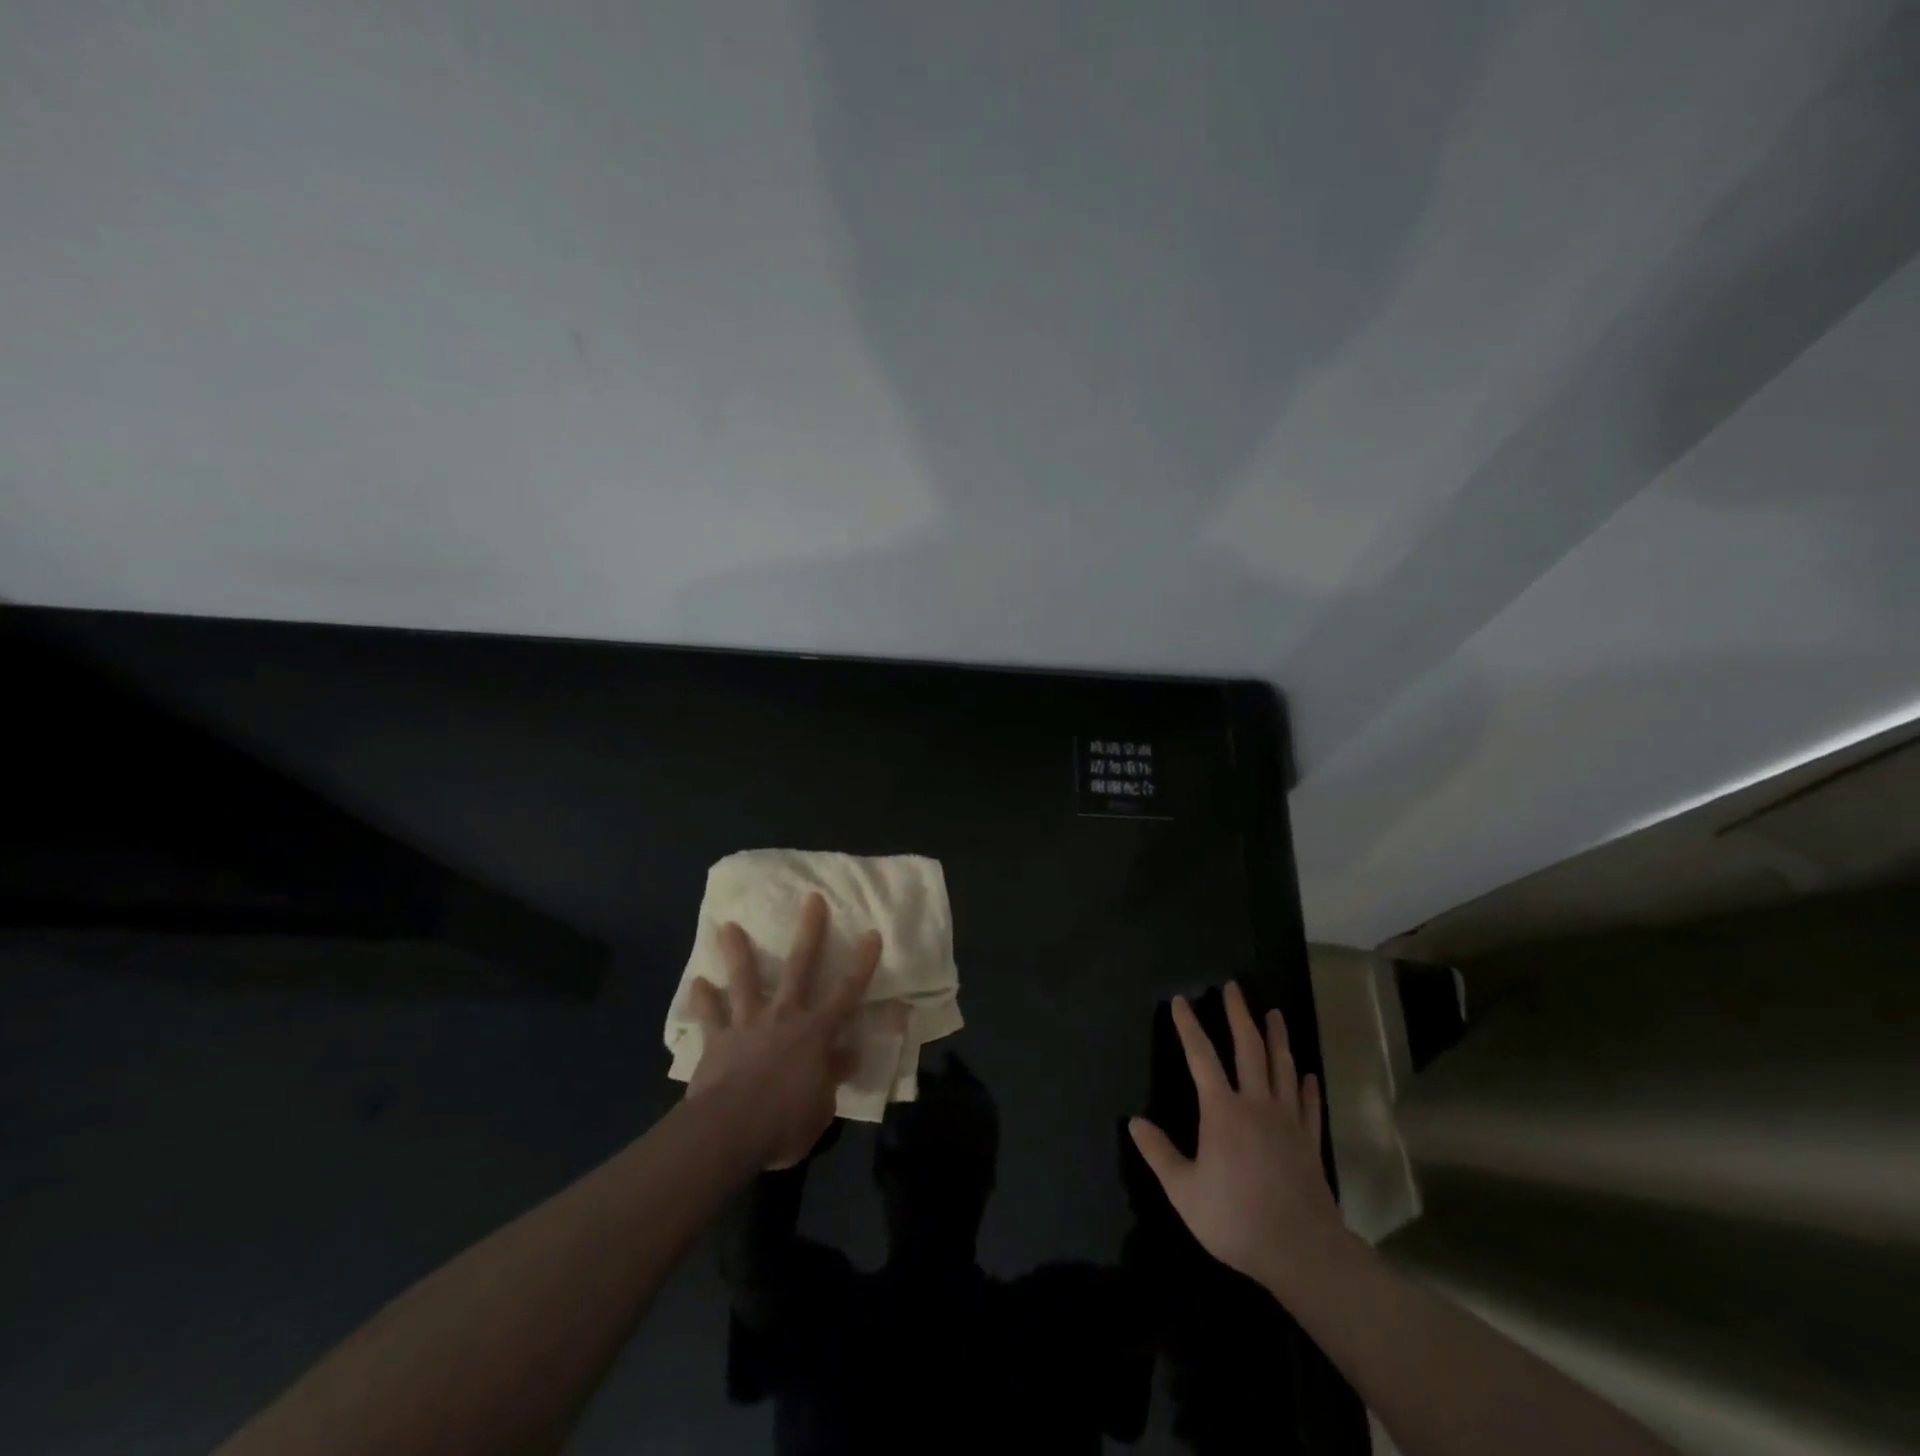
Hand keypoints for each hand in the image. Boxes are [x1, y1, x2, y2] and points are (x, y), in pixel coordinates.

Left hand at [686, 893, 879, 1169]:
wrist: (727, 1131)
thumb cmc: (783, 1122)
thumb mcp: (821, 1108)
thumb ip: (833, 1076)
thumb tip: (848, 1055)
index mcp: (815, 1033)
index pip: (847, 993)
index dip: (862, 963)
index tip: (871, 933)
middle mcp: (783, 1017)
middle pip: (800, 968)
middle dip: (809, 932)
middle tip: (812, 899)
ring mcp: (747, 1024)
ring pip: (744, 980)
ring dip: (738, 953)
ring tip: (728, 926)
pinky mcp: (717, 1040)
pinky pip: (709, 1016)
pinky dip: (703, 1000)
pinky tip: (698, 983)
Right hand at [1129, 982, 1343, 1294]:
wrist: (1302, 1251)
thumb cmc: (1236, 1218)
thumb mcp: (1184, 1191)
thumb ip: (1159, 1154)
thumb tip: (1134, 1122)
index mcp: (1222, 1110)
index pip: (1201, 1057)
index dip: (1189, 1027)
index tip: (1180, 1000)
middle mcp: (1256, 1104)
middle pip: (1248, 1049)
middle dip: (1238, 1015)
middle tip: (1234, 987)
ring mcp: (1287, 1121)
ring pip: (1283, 1067)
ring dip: (1277, 1037)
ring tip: (1274, 1013)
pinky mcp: (1310, 1142)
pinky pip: (1308, 1105)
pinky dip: (1306, 1086)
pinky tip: (1306, 1074)